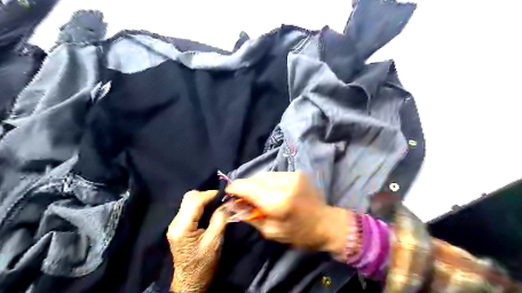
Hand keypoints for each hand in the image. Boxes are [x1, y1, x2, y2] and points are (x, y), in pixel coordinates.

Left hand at [167, 190, 228, 292]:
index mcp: (183, 227)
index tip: (225, 195)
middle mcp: (175, 223)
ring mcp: (174, 224)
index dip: (211, 194)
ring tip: (216, 205)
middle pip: (189, 197)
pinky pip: (188, 208)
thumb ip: (220, 219)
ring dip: (203, 199)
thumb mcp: (214, 241)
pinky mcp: (177, 226)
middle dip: (206, 195)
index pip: (196, 201)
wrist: (190, 282)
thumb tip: (227, 203)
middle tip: (220, 200)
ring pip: (188, 201)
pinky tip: (209, 211)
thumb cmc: (203, 264)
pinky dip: (200, 206)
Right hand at [226, 172, 350, 253]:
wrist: (326, 223)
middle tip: (241, 195)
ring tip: (255, 193)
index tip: (229, 192)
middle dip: (245, 185)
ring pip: (265, 174)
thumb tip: (234, 204)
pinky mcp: (298, 173)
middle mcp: (285, 184)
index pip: (249, 187)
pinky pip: (275, 174)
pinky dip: (267, 181)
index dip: (235, 188)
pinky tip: (269, 189)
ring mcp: (293, 175)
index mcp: (278, 202)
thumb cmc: (299, 234)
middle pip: (256, 178)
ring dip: (256, 182)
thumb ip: (251, 216)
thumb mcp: (271, 231)